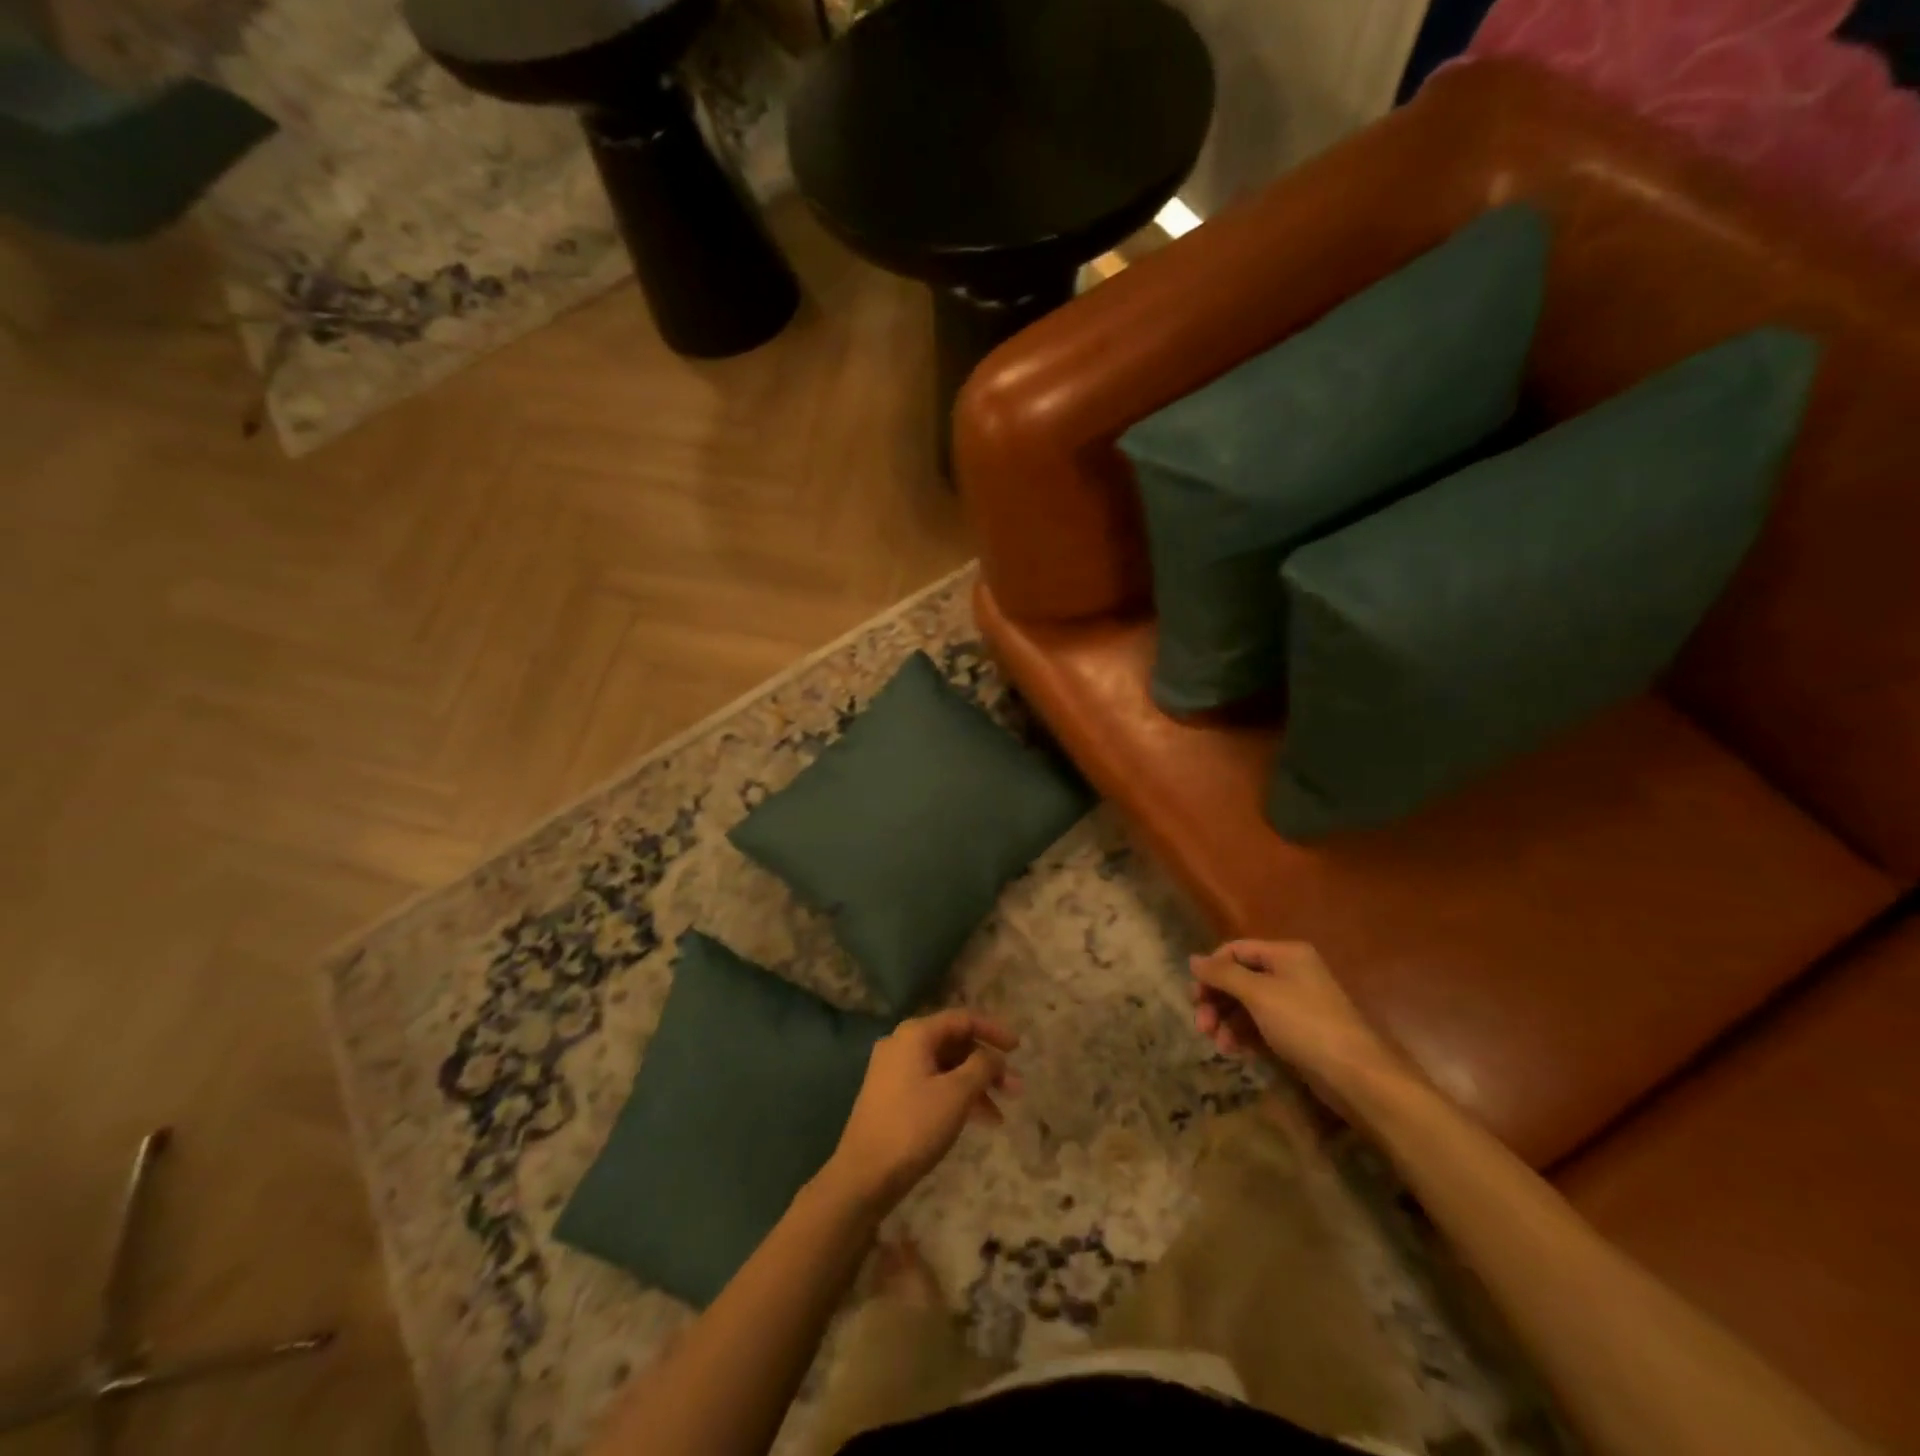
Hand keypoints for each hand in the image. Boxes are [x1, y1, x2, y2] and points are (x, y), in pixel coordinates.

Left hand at [823, 1010, 1019, 1212]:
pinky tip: (976, 1121)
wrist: (863, 1175)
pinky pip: (932, 1085)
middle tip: (1015, 1089)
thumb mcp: (956, 1094)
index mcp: (915, 1034)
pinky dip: (956, 1097)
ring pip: (945, 1068)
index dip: (994, 1030)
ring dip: (975, 1086)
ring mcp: (894, 1071)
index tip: (1019, 1049)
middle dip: (987, 1065)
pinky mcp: (891, 1096)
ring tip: (1000, 1116)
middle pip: (955, 1044)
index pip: (963, 1019)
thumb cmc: (913, 1126)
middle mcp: (902, 1044)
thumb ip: (981, 1067)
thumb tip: (992, 1057)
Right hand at [1188, 940, 1402, 1091]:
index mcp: (1285, 954)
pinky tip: (1235, 1051)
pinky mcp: (1298, 1032)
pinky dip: (1244, 1034)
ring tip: (1218, 1045)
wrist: (1357, 1076)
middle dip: (1217, 1000)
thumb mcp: (1259, 994)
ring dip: (1227, 1021)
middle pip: (1240, 978)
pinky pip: (1261, 1024)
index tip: (1195, 995)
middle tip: (1202, 1025)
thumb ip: (1223, 975)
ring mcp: (1295, 1003)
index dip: (1212, 969)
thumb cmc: (1305, 1024)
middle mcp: (1291, 973)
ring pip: (1248, 1004)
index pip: (1236, 950)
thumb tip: (1193, 959)